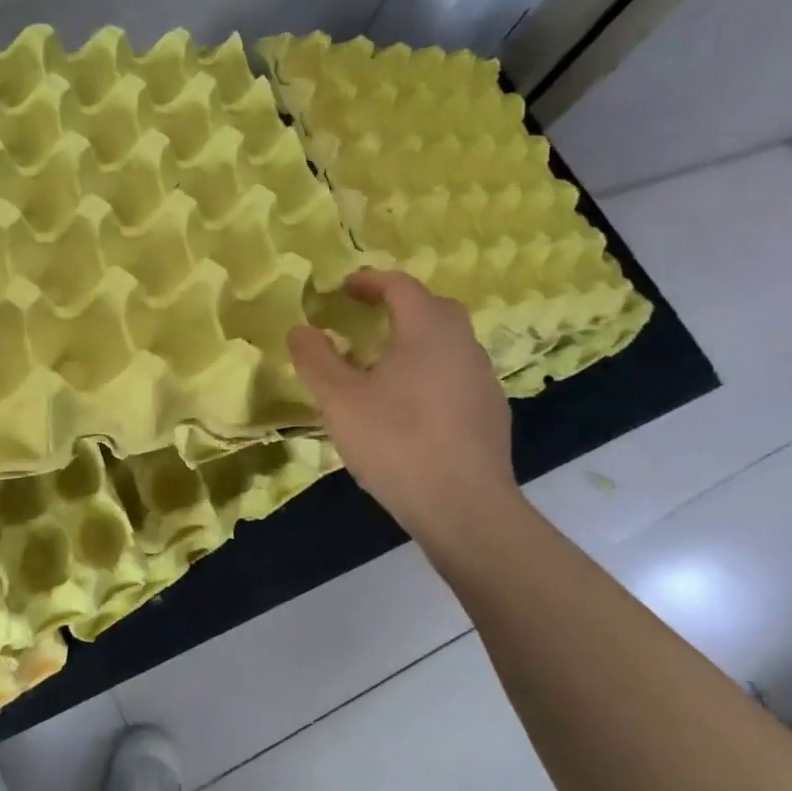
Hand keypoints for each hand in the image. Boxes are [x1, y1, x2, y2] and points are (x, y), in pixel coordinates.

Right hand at [288, 270, 521, 545]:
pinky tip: (410, 404)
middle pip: (433, 308)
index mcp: (428, 331)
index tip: (343, 288)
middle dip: (399, 304)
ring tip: (383, 362)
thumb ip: (315, 359)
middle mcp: (463, 345)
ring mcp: (483, 380)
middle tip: (365, 316)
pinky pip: (457, 373)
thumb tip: (300, 329)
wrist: (466, 509)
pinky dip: (431, 370)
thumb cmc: (397, 443)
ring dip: (417, 338)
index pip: (401, 286)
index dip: (370, 281)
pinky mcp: (491, 412)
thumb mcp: (339, 400)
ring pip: (449, 342)